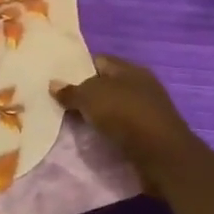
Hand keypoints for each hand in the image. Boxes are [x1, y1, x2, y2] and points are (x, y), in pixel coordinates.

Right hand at [53, 55, 198, 189]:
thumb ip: (70, 91)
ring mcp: (146, 107)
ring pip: (112, 105)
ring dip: (95, 112)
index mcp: (128, 68)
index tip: (57, 79)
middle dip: (84, 91)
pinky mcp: (148, 129)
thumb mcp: (89, 98)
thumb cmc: (124, 114)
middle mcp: (140, 83)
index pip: (97, 60)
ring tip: (71, 119)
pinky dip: (106, 127)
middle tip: (60, 101)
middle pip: (105, 83)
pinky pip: (120, 123)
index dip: (76, 67)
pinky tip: (92, 133)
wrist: (160, 152)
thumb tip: (53, 84)